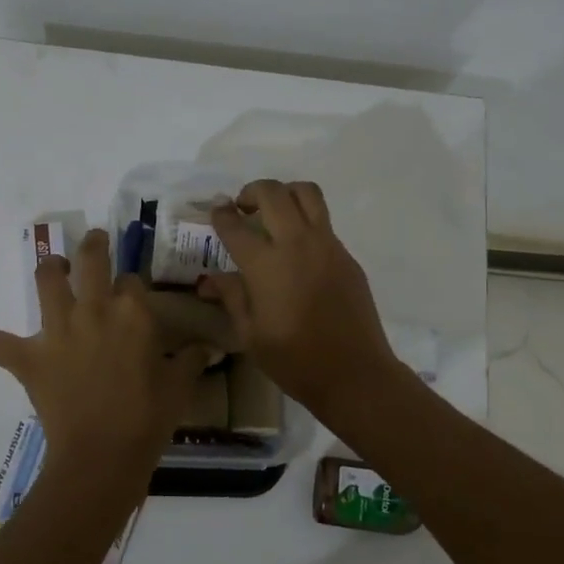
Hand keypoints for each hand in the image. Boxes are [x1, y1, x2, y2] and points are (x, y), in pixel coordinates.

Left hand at [0, 229, 210, 488]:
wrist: (103, 455)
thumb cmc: (147, 419)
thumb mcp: (179, 386)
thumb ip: (192, 359)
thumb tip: (210, 346)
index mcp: (132, 313)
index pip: (131, 281)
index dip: (131, 284)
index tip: (133, 293)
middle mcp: (93, 310)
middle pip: (91, 261)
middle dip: (94, 245)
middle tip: (96, 240)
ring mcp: (57, 332)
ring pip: (48, 282)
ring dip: (50, 267)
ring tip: (54, 264)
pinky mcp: (27, 358)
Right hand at [197, 180, 402, 417]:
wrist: (354, 372)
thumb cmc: (295, 359)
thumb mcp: (251, 334)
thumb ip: (231, 297)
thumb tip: (209, 278)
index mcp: (266, 265)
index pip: (235, 225)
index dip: (221, 214)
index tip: (216, 211)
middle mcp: (296, 243)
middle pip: (273, 193)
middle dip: (252, 191)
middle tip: (243, 207)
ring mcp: (327, 245)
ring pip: (306, 194)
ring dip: (285, 193)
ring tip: (274, 212)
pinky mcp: (346, 255)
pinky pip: (323, 221)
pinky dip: (305, 219)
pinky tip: (297, 248)